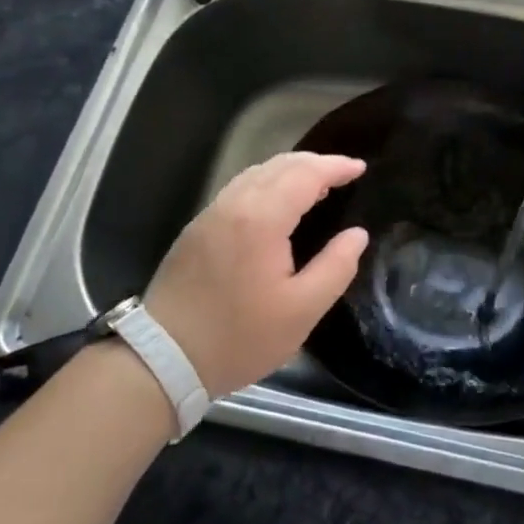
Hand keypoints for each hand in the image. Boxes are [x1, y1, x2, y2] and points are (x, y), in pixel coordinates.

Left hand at [143, 152, 368, 395]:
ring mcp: (211, 214)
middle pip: (279, 165)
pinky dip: (267, 183)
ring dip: (290, 170)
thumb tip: (357, 235)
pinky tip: (278, 202)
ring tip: (316, 184)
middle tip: (344, 173)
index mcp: (261, 218)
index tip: (361, 167)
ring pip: (256, 173)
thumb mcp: (302, 311)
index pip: (306, 174)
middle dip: (315, 163)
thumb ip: (336, 267)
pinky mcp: (197, 228)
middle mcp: (234, 204)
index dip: (336, 166)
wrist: (162, 359)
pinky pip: (240, 188)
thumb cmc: (239, 337)